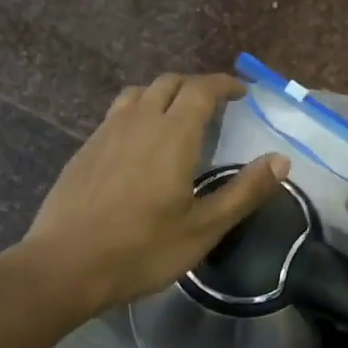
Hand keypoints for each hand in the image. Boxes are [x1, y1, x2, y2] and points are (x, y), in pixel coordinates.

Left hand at [22, 74, 289, 313]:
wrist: (66, 264)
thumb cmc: (142, 249)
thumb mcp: (203, 228)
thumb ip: (244, 191)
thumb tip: (282, 160)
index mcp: (172, 134)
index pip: (201, 89)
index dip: (224, 84)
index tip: (242, 92)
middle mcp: (138, 121)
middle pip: (169, 83)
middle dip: (195, 86)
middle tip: (214, 105)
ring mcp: (105, 132)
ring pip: (138, 94)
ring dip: (163, 94)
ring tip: (175, 117)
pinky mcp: (84, 149)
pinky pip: (116, 114)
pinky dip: (137, 113)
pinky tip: (138, 144)